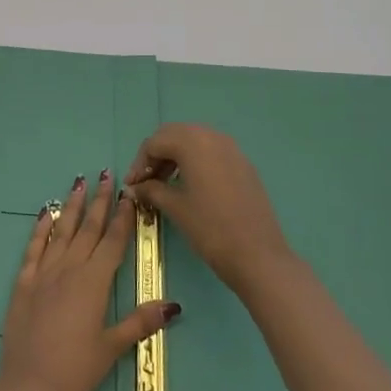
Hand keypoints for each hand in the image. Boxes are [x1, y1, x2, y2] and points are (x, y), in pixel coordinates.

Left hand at [0, 171, 179, 390]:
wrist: (27, 387)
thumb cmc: (75, 371)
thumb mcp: (111, 348)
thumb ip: (139, 322)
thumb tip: (173, 304)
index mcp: (94, 283)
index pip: (113, 242)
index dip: (123, 217)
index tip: (129, 193)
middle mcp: (69, 270)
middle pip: (88, 229)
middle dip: (99, 201)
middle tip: (106, 173)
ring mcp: (43, 274)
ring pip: (61, 231)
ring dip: (72, 206)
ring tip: (79, 181)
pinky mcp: (23, 283)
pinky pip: (34, 248)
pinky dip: (41, 228)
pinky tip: (45, 212)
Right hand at [127, 124, 295, 296]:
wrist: (258, 256)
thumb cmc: (210, 228)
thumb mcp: (175, 207)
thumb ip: (151, 190)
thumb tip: (134, 187)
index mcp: (193, 142)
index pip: (154, 143)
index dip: (139, 164)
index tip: (132, 186)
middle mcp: (213, 137)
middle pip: (174, 135)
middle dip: (156, 155)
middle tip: (146, 181)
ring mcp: (232, 149)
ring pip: (194, 141)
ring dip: (175, 157)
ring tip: (164, 184)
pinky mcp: (243, 164)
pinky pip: (211, 152)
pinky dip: (195, 161)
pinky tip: (190, 186)